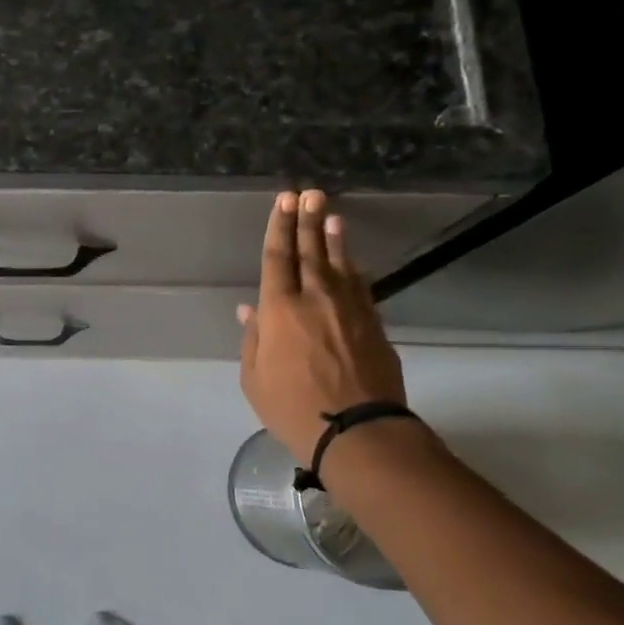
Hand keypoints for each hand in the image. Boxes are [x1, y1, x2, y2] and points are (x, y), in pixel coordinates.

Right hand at [237, 190, 407, 462]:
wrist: (357, 432)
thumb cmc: (292, 407)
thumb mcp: (254, 378)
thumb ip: (253, 339)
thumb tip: (250, 310)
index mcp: (279, 310)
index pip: (277, 258)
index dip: (279, 226)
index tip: (284, 200)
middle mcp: (315, 299)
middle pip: (309, 251)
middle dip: (306, 220)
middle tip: (309, 193)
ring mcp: (349, 309)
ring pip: (339, 264)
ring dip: (333, 238)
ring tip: (330, 214)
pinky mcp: (373, 324)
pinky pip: (361, 287)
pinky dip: (354, 270)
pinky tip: (353, 260)